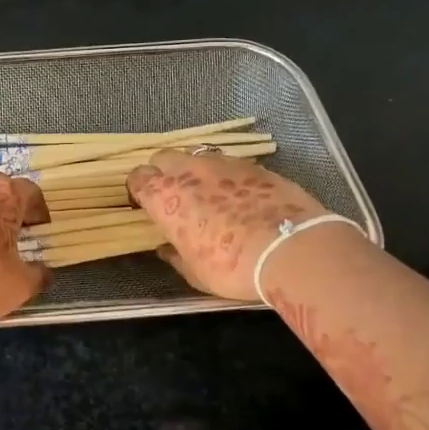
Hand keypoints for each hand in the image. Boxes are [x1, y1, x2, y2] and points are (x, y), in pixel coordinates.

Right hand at [127, 149, 327, 300]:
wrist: (290, 248)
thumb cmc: (232, 267)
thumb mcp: (195, 273)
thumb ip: (175, 256)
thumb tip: (166, 249)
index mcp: (164, 197)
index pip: (138, 178)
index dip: (140, 189)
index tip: (146, 204)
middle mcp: (188, 171)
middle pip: (163, 158)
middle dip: (163, 173)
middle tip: (173, 196)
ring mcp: (221, 163)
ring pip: (196, 156)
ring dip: (194, 171)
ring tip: (207, 194)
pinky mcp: (252, 165)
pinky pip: (228, 164)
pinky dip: (225, 175)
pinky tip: (238, 196)